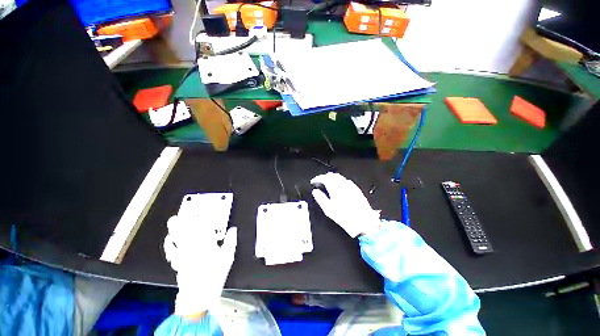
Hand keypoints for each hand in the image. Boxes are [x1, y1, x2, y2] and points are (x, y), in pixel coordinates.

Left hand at [163, 215, 236, 316]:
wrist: (198, 295)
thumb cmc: (214, 276)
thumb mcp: (228, 257)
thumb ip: (231, 241)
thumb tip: (233, 230)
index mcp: (206, 244)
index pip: (203, 226)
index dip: (202, 216)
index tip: (202, 211)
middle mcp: (193, 247)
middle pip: (186, 230)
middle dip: (183, 220)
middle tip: (182, 212)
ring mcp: (183, 254)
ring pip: (177, 237)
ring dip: (174, 229)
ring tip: (173, 220)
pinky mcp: (177, 262)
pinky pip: (171, 250)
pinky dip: (169, 244)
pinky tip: (168, 240)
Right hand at [311, 173, 380, 237]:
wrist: (364, 222)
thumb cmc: (344, 217)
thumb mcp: (328, 209)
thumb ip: (320, 198)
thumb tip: (315, 191)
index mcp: (335, 188)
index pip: (324, 178)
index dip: (317, 179)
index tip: (313, 182)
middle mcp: (343, 184)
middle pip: (332, 175)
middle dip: (324, 177)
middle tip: (319, 183)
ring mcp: (351, 186)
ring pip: (339, 177)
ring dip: (332, 178)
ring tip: (327, 185)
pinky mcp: (356, 189)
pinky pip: (345, 181)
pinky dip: (339, 181)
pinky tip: (338, 188)